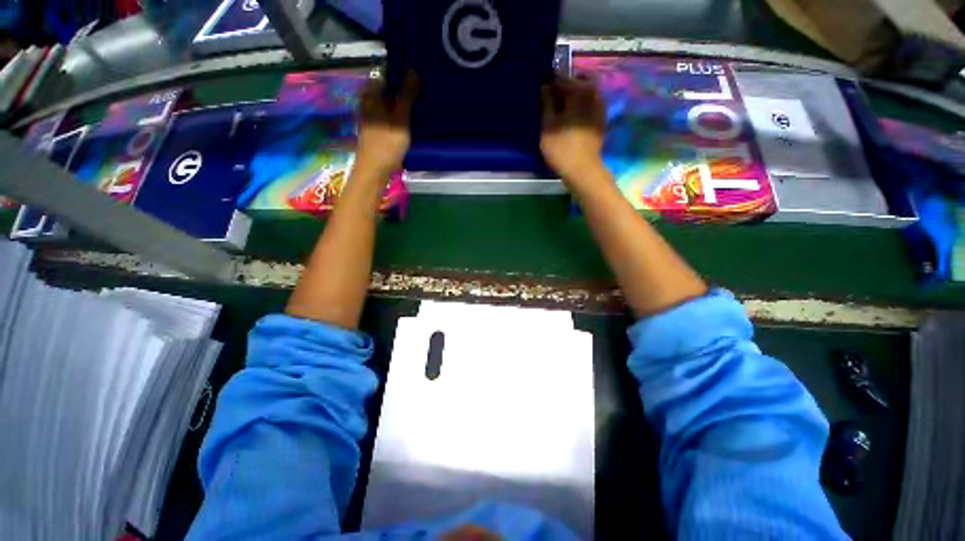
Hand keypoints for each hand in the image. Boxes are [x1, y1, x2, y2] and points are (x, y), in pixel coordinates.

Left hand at [355, 71, 418, 178]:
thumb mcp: (400, 118)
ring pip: (389, 103)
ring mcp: (370, 114)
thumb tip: (413, 70)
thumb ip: (406, 95)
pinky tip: (408, 122)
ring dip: (402, 104)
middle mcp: (368, 100)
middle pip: (388, 89)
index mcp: (371, 93)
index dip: (403, 76)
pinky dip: (398, 115)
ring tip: (418, 108)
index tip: (419, 81)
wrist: (374, 168)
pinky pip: (388, 114)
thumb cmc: (387, 143)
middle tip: (422, 96)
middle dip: (404, 91)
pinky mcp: (375, 127)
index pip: (388, 75)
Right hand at [540, 75, 606, 185]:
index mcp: (580, 90)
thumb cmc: (561, 147)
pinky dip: (579, 107)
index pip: (561, 78)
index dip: (549, 83)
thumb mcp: (547, 124)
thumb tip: (545, 85)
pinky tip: (570, 119)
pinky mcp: (601, 119)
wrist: (582, 169)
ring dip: (572, 98)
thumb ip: (546, 102)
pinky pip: (588, 105)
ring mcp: (600, 106)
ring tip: (559, 111)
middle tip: (550, 102)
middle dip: (563, 89)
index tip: (540, 90)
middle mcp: (594, 92)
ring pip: (583, 94)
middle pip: (575, 83)